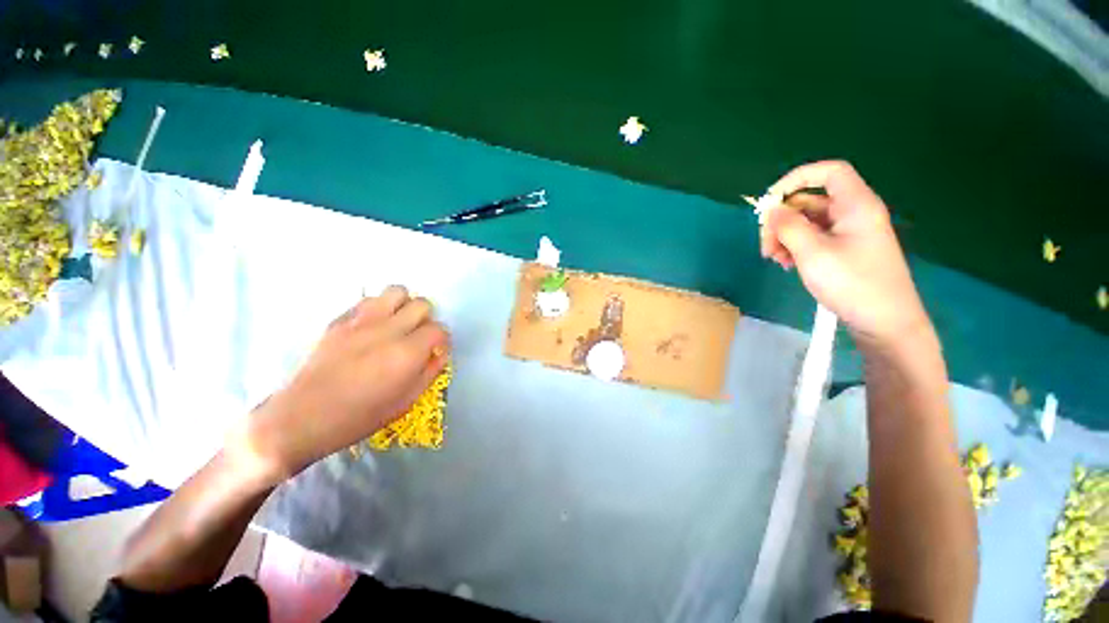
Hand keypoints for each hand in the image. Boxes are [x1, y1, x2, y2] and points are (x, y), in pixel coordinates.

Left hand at [235, 286, 449, 481]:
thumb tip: (439, 352)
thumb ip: (430, 371)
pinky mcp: (340, 320)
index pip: (439, 329)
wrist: (303, 417)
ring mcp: (362, 321)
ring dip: (404, 306)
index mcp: (407, 352)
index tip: (436, 350)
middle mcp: (388, 330)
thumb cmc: (360, 416)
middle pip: (422, 304)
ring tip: (398, 324)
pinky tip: (373, 327)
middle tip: (418, 336)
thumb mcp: (407, 401)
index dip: (443, 339)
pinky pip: (368, 301)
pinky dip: (378, 309)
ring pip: (396, 291)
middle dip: (427, 319)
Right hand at [759, 160, 930, 346]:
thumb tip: (770, 210)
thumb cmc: (852, 283)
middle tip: (766, 245)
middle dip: (782, 219)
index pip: (828, 172)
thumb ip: (788, 226)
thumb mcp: (813, 253)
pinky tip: (786, 264)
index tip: (769, 200)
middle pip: (810, 201)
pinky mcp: (844, 251)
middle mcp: (853, 214)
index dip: (797, 178)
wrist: (884, 322)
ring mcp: (849, 233)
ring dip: (785, 237)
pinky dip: (795, 247)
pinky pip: (813, 239)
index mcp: (855, 205)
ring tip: (775, 259)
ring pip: (808, 222)